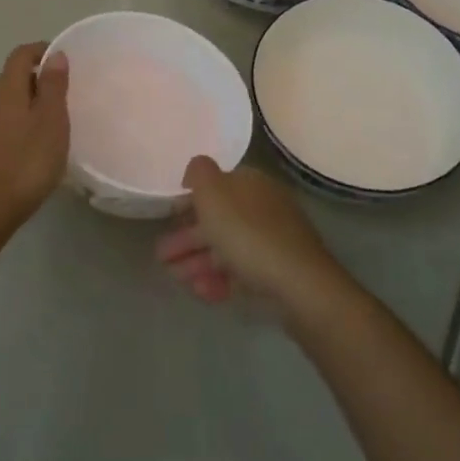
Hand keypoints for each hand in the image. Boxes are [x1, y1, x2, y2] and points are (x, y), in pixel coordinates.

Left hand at [0, 42, 70, 235]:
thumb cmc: (26, 162)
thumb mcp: (51, 121)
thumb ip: (53, 86)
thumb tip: (54, 55)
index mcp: (4, 89)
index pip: (20, 55)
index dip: (41, 51)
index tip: (63, 61)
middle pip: (12, 78)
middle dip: (37, 81)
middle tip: (64, 97)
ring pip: (5, 102)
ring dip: (27, 104)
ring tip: (52, 124)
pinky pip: (0, 123)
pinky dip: (17, 123)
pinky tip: (32, 146)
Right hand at [154, 156, 348, 315]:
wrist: (298, 286)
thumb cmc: (248, 233)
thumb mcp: (213, 192)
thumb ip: (199, 172)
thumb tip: (195, 169)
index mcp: (251, 183)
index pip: (215, 186)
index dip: (189, 201)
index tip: (168, 219)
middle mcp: (263, 207)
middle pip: (218, 220)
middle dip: (186, 238)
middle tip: (161, 257)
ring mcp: (272, 241)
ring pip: (226, 248)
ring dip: (197, 262)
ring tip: (176, 279)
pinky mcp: (276, 273)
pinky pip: (240, 272)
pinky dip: (218, 280)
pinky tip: (202, 291)